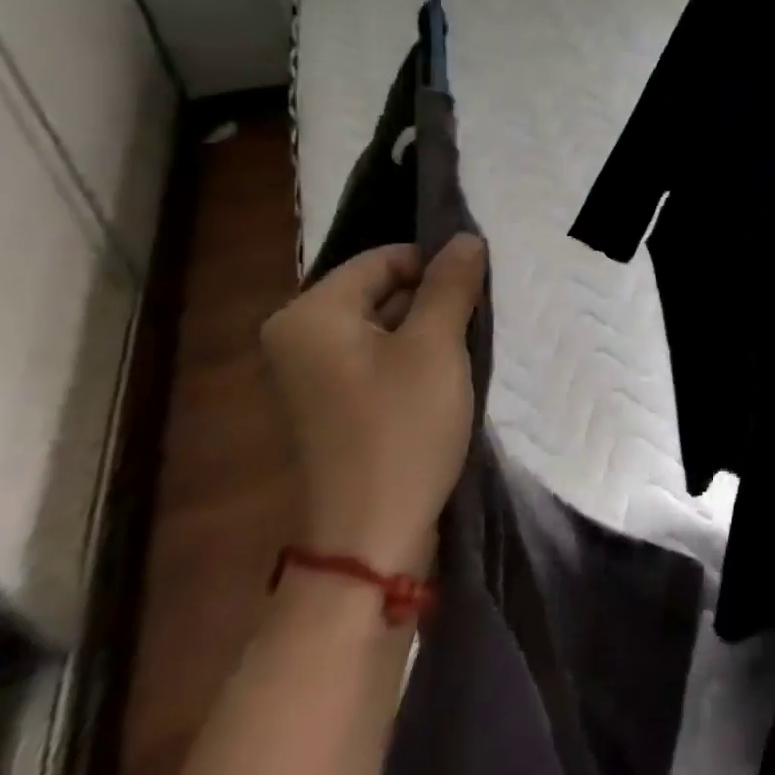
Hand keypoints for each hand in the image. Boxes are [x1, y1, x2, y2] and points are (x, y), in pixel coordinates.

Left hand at [260, 235, 486, 576]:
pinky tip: (442, 385)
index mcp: (310, 313)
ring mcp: (309, 374)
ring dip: (427, 335)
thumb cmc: (402, 429)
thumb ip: (452, 285)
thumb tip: (465, 238)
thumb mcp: (436, 347)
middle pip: (383, 291)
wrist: (370, 536)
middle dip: (433, 303)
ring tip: (463, 358)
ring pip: (385, 326)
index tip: (477, 298)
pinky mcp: (329, 404)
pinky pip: (376, 360)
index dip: (437, 270)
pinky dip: (412, 362)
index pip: (386, 259)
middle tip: (474, 330)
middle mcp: (298, 336)